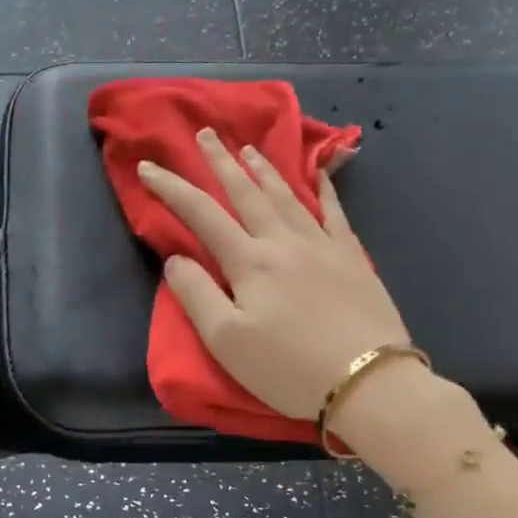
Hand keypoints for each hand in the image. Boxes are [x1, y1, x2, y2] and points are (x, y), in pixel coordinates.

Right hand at [137, 128, 408, 420]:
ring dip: (264, 169)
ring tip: (249, 149)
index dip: (172, 188)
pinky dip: (324, 189)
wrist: (369, 383)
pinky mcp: (353, 259)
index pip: (201, 214)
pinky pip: (335, 212)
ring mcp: (323, 246)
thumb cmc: (288, 368)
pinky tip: (319, 174)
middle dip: (221, 162)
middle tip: (206, 134)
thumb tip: (176, 259)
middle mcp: (284, 242)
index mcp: (249, 262)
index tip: (148, 166)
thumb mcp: (226, 341)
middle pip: (246, 193)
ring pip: (287, 196)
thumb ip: (196, 295)